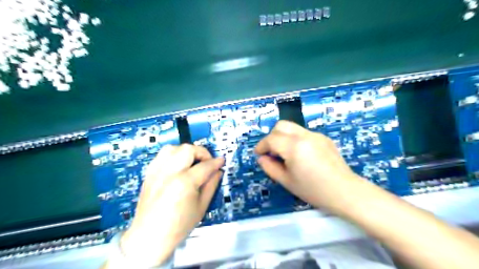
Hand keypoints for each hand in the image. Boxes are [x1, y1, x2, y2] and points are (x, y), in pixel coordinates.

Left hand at [120, 145, 223, 266]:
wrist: (149, 237)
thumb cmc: (178, 226)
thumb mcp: (201, 207)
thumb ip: (211, 185)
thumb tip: (218, 171)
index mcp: (184, 183)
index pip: (205, 165)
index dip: (216, 162)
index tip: (221, 161)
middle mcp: (169, 173)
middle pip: (188, 149)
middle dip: (202, 152)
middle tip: (207, 162)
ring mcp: (157, 172)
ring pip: (173, 148)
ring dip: (186, 151)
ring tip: (192, 162)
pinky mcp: (149, 174)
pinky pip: (161, 155)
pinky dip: (173, 155)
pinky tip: (178, 165)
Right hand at [257, 121, 365, 211]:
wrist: (345, 192)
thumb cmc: (313, 190)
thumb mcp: (287, 181)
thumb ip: (270, 167)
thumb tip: (262, 158)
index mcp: (294, 147)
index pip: (271, 139)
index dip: (261, 146)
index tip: (259, 154)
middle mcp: (305, 135)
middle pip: (281, 125)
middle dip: (272, 136)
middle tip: (271, 151)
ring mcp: (316, 135)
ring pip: (292, 128)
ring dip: (283, 137)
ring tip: (285, 154)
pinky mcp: (324, 138)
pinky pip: (303, 133)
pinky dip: (295, 140)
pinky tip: (301, 155)